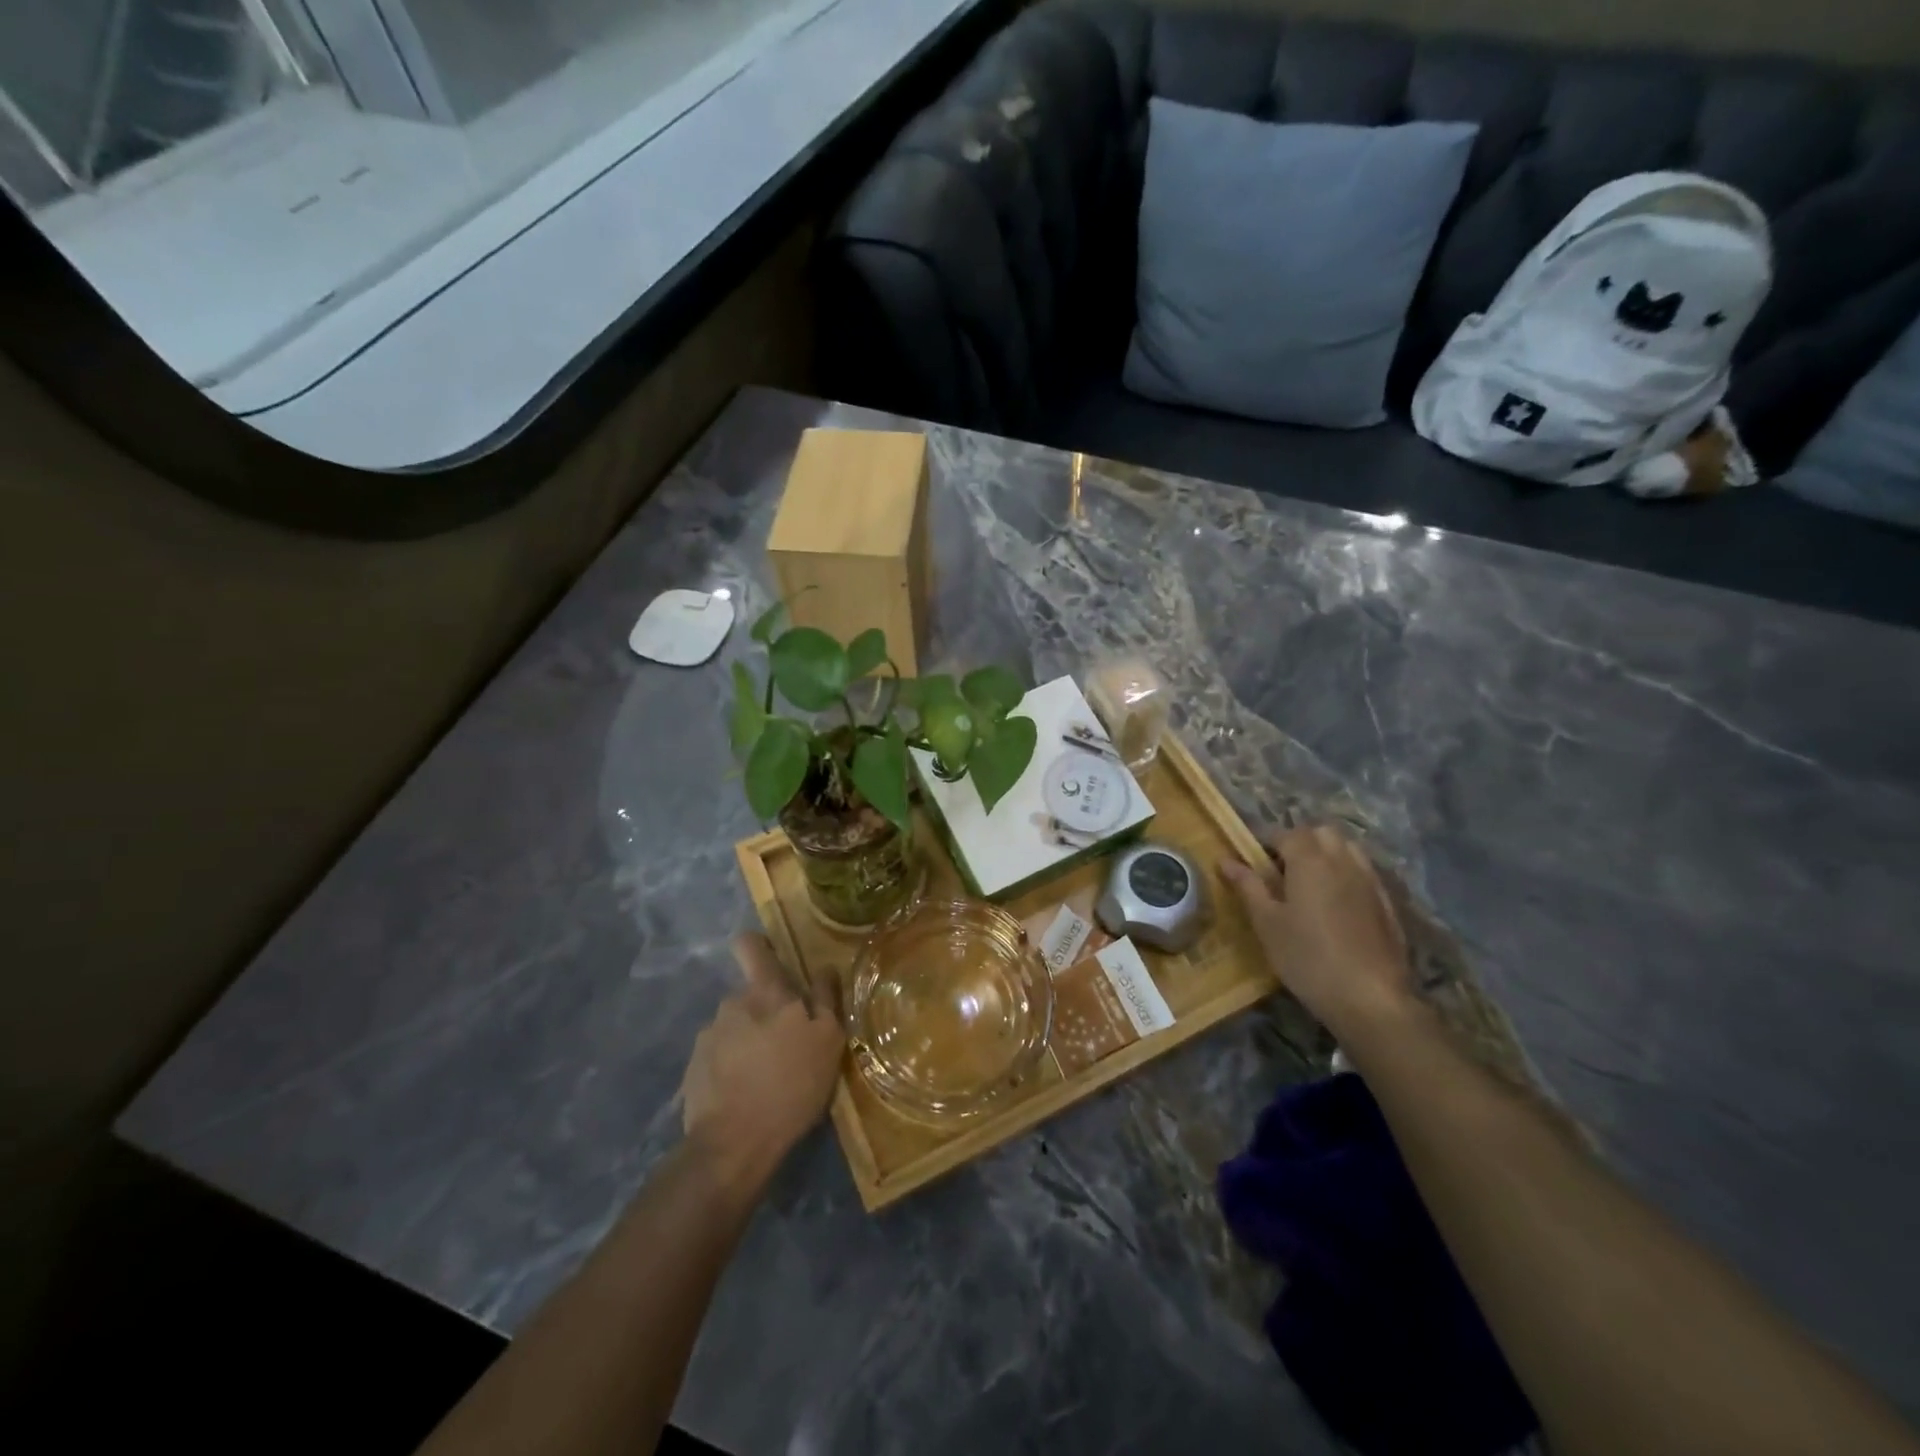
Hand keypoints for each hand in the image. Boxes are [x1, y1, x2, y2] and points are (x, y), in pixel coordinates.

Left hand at [679, 933, 844, 1192]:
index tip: (775, 960)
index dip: (759, 946)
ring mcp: (707, 1037)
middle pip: (750, 995)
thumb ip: (826, 999)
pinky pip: (719, 1056)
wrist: (732, 1146)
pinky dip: (732, 1067)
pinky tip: (745, 1094)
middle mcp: (731, 1004)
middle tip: (788, 1045)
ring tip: (768, 1076)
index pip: (750, 945)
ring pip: (736, 1027)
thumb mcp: (828, 1042)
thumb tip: (824, 968)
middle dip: (766, 1012)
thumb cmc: (790, 1087)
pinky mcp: (693, 1069)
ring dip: (750, 1041)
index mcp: (765, 993)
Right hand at [1220, 824, 1414, 1040]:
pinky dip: (1347, 876)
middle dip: (1301, 842)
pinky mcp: (1388, 903)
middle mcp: (1343, 861)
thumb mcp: (1267, 923)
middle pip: (1322, 833)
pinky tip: (1337, 907)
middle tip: (1282, 871)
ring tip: (1310, 885)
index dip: (1267, 843)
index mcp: (1309, 860)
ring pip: (1348, 849)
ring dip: (1327, 855)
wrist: (1371, 998)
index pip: (1286, 833)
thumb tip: (1226, 860)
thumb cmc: (1307, 957)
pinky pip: (1364, 873)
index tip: (1255, 864)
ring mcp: (1370, 881)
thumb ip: (1248, 886)